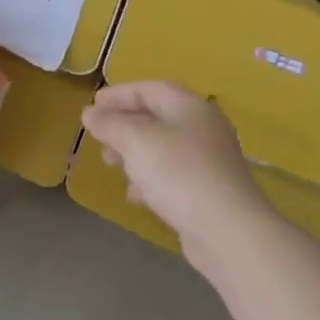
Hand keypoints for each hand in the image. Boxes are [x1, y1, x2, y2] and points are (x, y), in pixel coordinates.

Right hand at [81, 82, 264, 244]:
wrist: (228, 230)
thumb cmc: (178, 172)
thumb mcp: (135, 140)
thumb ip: (109, 123)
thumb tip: (90, 113)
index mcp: (188, 106)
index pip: (149, 89)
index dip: (119, 94)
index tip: (93, 105)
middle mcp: (202, 127)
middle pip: (156, 117)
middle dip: (123, 126)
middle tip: (99, 137)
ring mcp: (209, 160)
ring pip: (162, 147)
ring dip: (133, 153)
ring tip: (111, 165)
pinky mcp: (209, 190)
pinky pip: (172, 174)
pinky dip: (150, 178)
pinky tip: (135, 195)